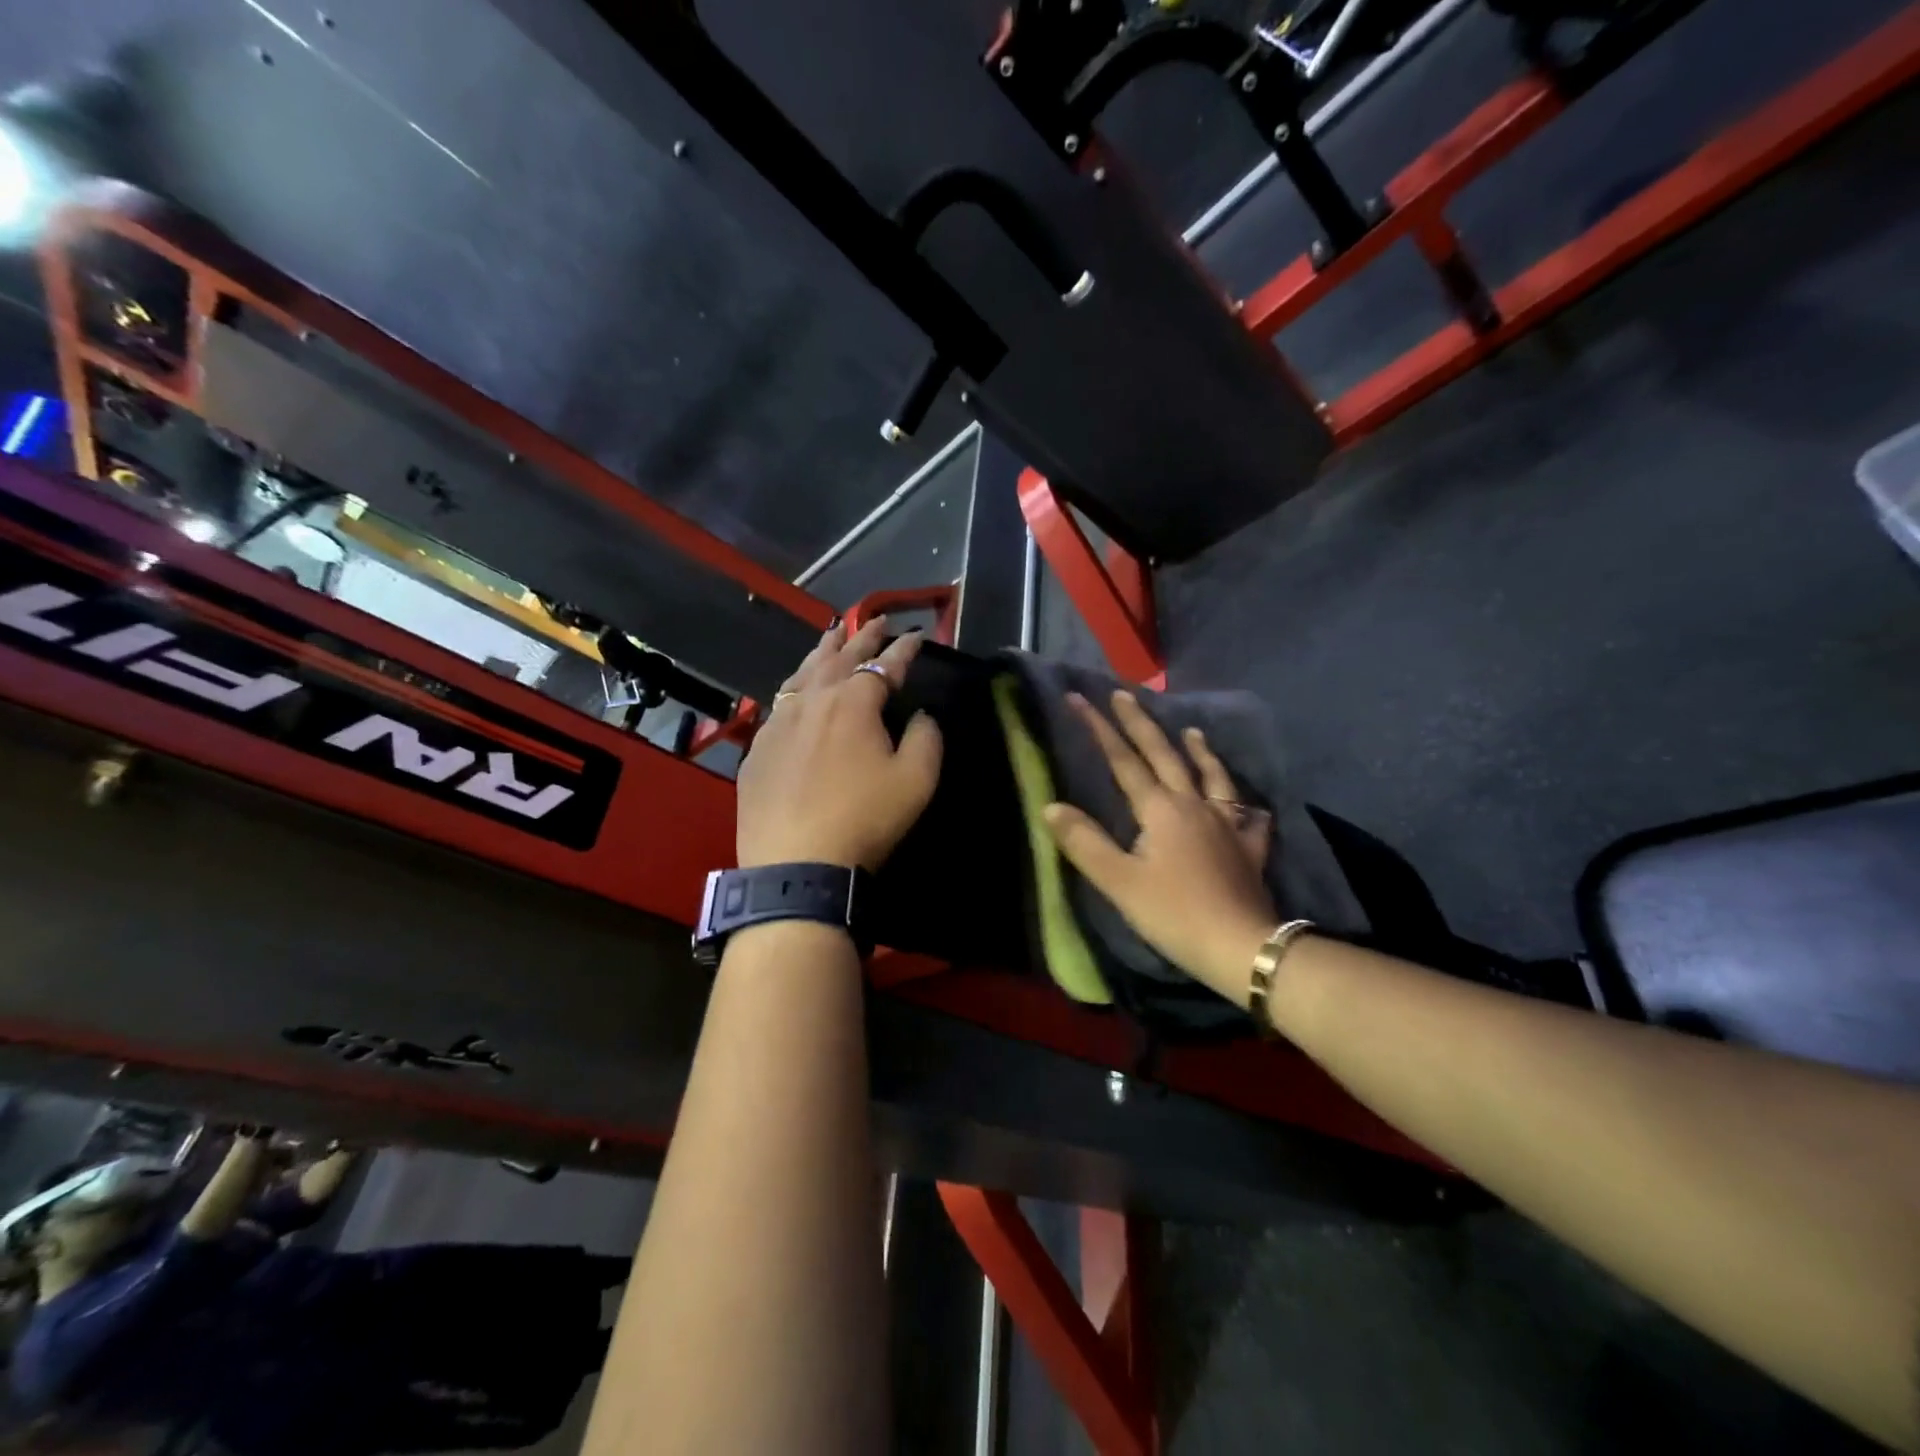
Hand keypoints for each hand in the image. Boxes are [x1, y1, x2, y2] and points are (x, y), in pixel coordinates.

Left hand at [735, 618, 942, 870]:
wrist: (796, 864)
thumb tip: (921, 716)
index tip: (916, 636)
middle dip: (861, 636)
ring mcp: (778, 722)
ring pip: (802, 673)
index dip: (903, 649)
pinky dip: (795, 685)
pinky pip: (779, 703)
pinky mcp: (757, 748)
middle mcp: (812, 700)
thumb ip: (926, 738)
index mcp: (854, 702)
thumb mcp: (916, 781)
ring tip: (833, 634)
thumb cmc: (865, 819)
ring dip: (823, 650)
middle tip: (874, 619)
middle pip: (839, 657)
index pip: (884, 664)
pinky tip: (796, 689)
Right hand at [1043, 691, 1277, 999]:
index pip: (1123, 761)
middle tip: (1124, 695)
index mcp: (1160, 809)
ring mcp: (1226, 823)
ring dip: (1198, 749)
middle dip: (1141, 723)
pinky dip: (1242, 801)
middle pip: (1165, 755)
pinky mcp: (1249, 847)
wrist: (1240, 945)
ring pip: (1211, 775)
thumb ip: (1084, 842)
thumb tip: (1051, 806)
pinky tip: (1244, 802)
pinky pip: (1247, 814)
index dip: (1099, 729)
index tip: (1079, 698)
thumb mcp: (1119, 882)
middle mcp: (1194, 804)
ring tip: (1191, 730)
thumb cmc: (1174, 913)